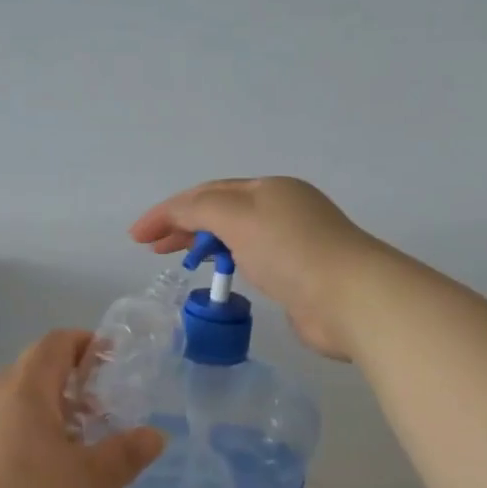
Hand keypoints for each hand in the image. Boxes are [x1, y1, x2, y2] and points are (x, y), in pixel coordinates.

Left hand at [0, 330, 165, 487]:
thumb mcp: (89, 487)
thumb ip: (124, 455)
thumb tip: (154, 435)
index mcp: (22, 391)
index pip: (55, 343)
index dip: (85, 344)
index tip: (112, 365)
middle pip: (30, 376)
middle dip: (68, 390)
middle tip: (100, 420)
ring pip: (9, 414)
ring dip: (42, 424)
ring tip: (71, 463)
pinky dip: (17, 452)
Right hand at [130, 177, 388, 360]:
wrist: (349, 297)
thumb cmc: (290, 250)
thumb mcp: (237, 217)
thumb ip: (199, 209)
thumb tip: (177, 215)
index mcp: (268, 189)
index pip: (207, 193)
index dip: (168, 210)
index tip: (137, 237)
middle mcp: (281, 210)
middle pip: (221, 212)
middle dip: (183, 225)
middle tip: (152, 249)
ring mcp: (293, 244)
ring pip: (237, 237)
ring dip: (204, 243)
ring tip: (179, 260)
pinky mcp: (299, 277)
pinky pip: (253, 262)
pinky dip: (229, 263)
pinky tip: (220, 276)